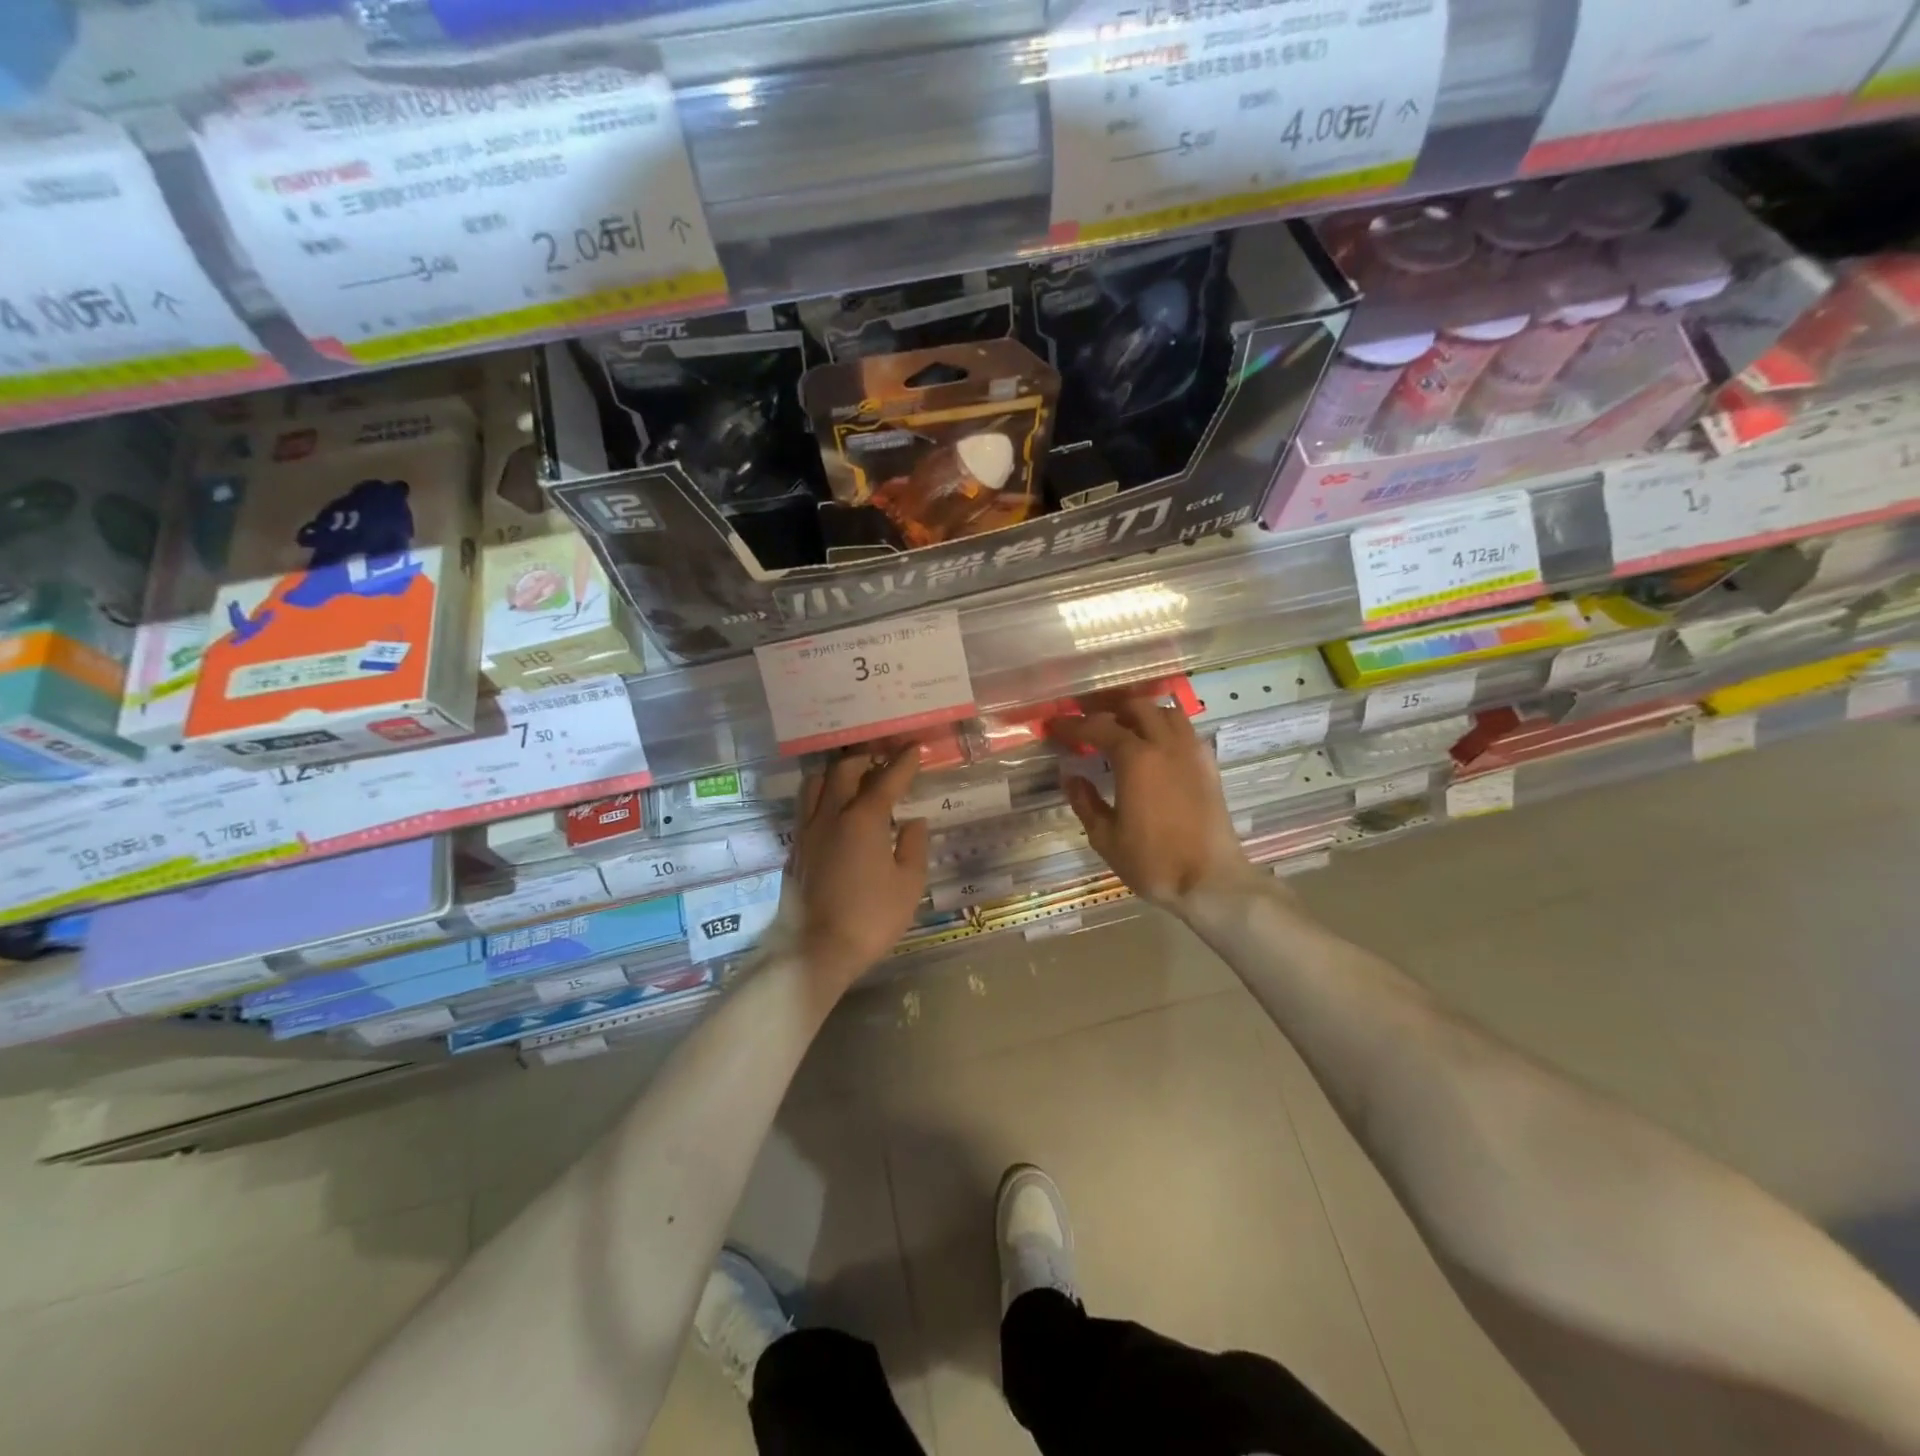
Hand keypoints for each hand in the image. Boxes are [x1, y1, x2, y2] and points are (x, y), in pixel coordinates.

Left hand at [787, 750, 929, 994]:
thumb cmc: (871, 918)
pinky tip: (832, 814)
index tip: (914, 749)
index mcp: (863, 819)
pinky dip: (821, 799)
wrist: (817, 951)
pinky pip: (805, 809)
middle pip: (843, 771)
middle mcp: (830, 816)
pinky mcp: (794, 851)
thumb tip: (912, 822)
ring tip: (851, 781)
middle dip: (865, 760)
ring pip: (814, 784)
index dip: (903, 763)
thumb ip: (913, 846)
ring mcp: (806, 832)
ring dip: (834, 775)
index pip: (886, 780)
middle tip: (882, 761)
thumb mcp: (908, 884)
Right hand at [1053, 698, 1258, 909]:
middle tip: (1088, 718)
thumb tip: (1071, 776)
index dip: (1073, 724)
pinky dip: (1164, 726)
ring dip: (1140, 711)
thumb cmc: (1153, 861)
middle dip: (1107, 707)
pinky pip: (1184, 729)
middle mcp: (1165, 744)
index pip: (1098, 727)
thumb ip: (1085, 802)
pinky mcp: (1208, 764)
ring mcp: (1191, 751)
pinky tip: (1155, 743)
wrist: (1211, 880)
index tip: (1055, 724)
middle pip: (1135, 706)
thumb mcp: (1105, 837)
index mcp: (1135, 758)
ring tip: (1121, 724)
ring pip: (1164, 711)